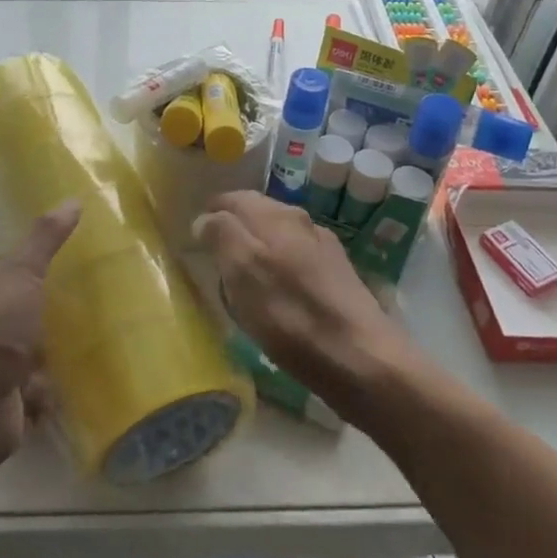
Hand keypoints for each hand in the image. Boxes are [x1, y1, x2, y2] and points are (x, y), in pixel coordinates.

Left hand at [0, 202, 80, 464]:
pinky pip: (33, 391)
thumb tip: (73, 200)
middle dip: (23, 299)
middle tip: (66, 284)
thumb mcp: (19, 274)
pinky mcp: (4, 400)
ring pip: (17, 348)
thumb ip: (44, 240)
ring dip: (40, 346)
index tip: (15, 241)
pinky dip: (49, 388)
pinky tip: (79, 374)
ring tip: (83, 327)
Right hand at [192, 191, 409, 412]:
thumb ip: (221, 234)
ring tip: (240, 280)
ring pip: (278, 238)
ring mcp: (324, 249)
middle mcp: (302, 222)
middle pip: (257, 215)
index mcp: (275, 215)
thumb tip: (206, 218)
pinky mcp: (339, 278)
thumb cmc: (291, 314)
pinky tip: (276, 297)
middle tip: (212, 258)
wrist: (363, 359)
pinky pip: (296, 262)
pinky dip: (279, 271)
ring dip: (257, 251)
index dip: (210, 214)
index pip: (232, 198)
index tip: (194, 237)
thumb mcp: (242, 270)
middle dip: (233, 230)